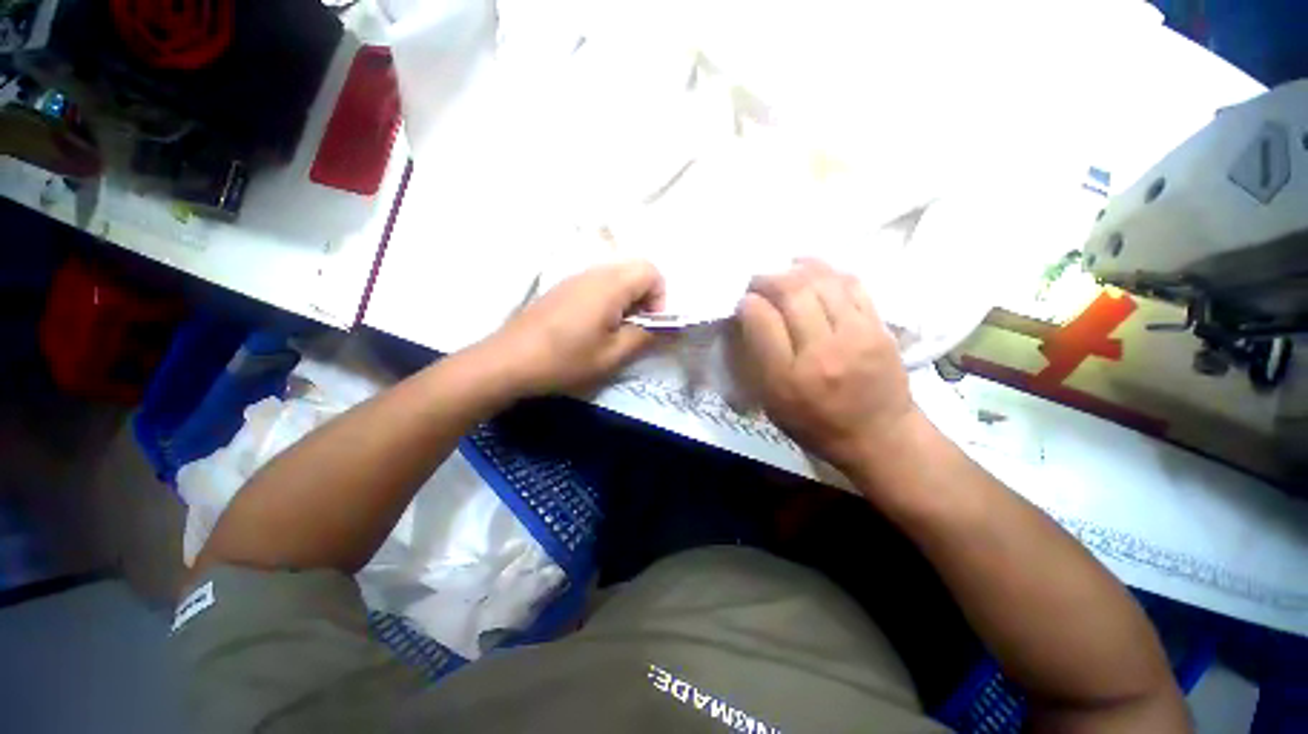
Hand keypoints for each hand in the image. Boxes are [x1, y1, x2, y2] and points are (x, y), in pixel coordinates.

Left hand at [487, 260, 664, 395]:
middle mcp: (594, 272)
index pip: (652, 271)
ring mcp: (575, 278)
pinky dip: (608, 301)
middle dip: (644, 299)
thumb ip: (646, 336)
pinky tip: (592, 328)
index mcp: (610, 284)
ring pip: (617, 278)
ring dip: (626, 301)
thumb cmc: (565, 359)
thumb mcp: (612, 355)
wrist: (509, 360)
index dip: (659, 298)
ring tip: (613, 332)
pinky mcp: (563, 288)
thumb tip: (669, 327)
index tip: (648, 326)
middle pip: (635, 271)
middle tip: (633, 330)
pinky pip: (598, 284)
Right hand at [736, 259, 920, 476]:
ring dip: (797, 269)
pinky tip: (815, 272)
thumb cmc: (815, 424)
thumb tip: (750, 316)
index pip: (762, 321)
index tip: (744, 302)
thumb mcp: (772, 403)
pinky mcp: (879, 328)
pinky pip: (852, 285)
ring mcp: (855, 336)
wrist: (880, 436)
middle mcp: (821, 353)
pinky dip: (829, 272)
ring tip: (785, 270)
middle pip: (792, 293)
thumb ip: (757, 360)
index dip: (748, 303)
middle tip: (759, 281)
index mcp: (787, 378)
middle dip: (768, 279)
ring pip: (822, 282)